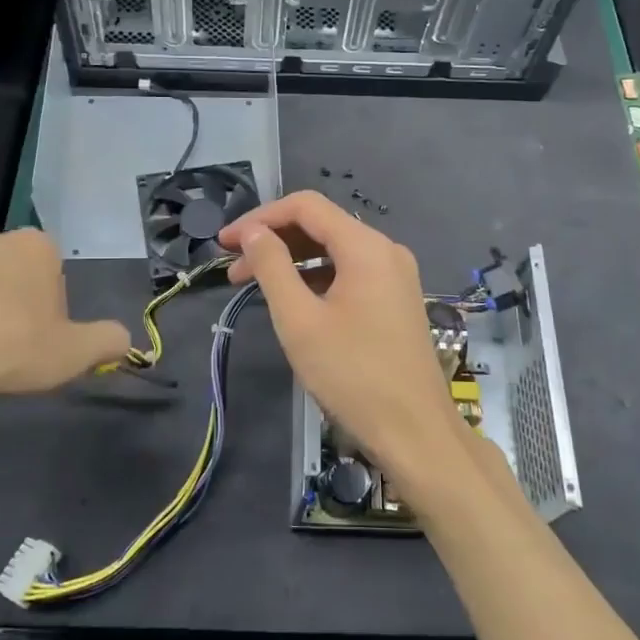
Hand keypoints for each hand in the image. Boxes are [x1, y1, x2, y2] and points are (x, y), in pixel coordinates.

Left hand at [0, 228, 128, 469]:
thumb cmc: (9, 347)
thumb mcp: (73, 354)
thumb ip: (106, 342)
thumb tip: (125, 338)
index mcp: (34, 249)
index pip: (52, 268)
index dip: (50, 305)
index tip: (41, 338)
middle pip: (6, 271)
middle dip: (7, 302)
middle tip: (4, 349)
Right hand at [219, 192, 468, 502]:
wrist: (414, 432)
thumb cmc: (352, 375)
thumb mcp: (299, 320)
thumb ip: (272, 267)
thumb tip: (252, 232)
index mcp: (366, 246)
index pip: (305, 207)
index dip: (260, 218)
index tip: (225, 243)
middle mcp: (385, 251)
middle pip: (321, 226)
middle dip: (273, 240)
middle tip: (232, 268)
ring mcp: (395, 276)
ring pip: (334, 251)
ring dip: (292, 261)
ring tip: (252, 285)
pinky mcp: (396, 300)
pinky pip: (350, 273)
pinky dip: (316, 279)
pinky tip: (292, 300)